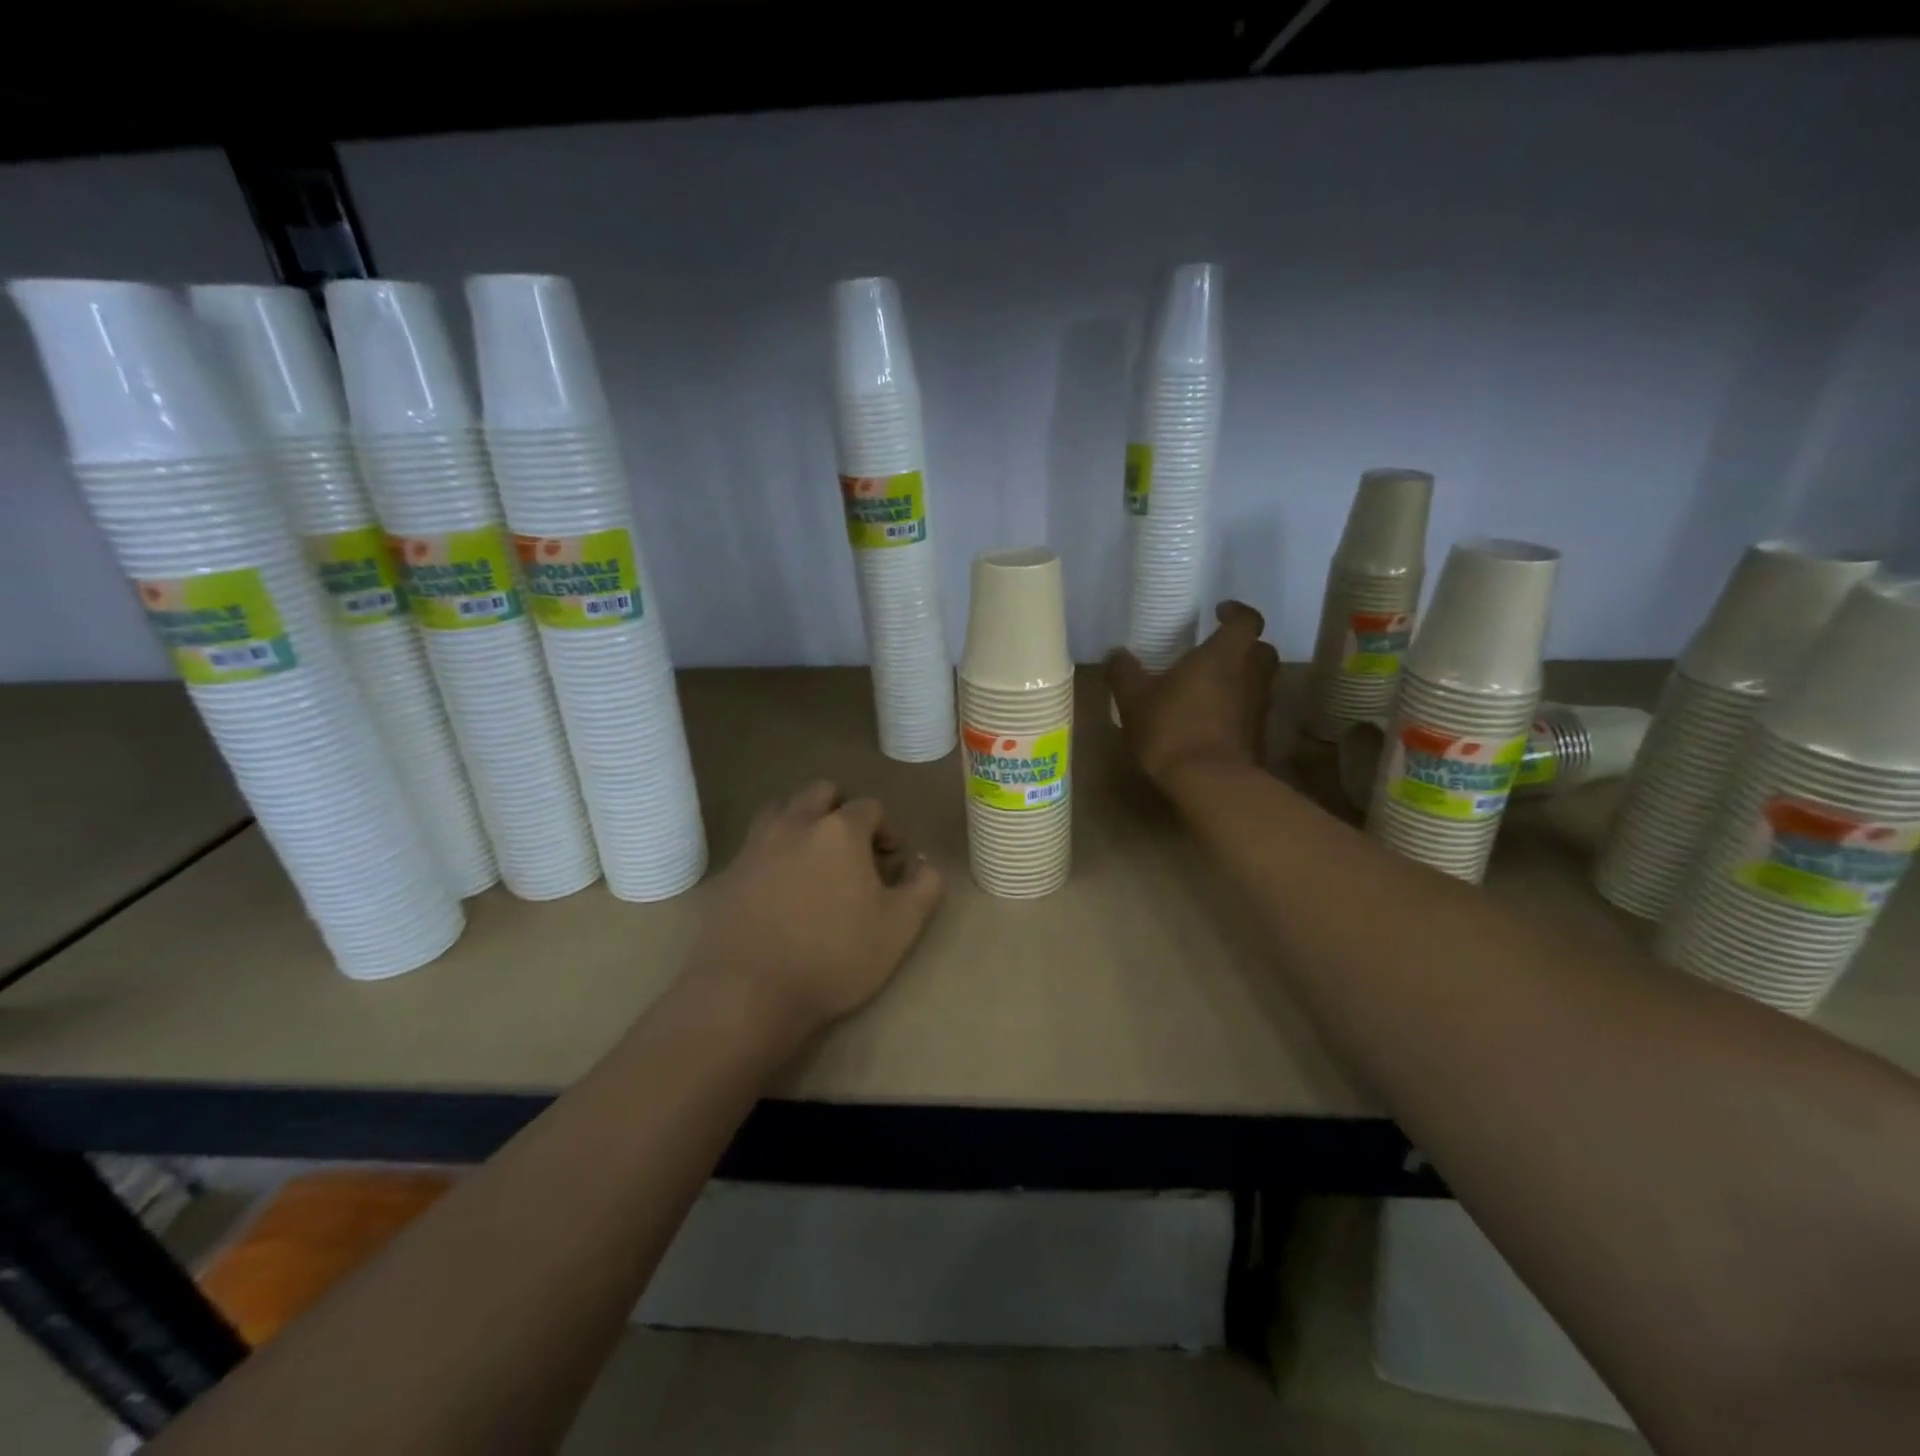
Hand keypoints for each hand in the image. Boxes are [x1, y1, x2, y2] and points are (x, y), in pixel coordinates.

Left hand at [679, 781, 944, 1047]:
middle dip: (842, 810)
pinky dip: (773, 852)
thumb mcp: (900, 928)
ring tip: (813, 857)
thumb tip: (924, 864)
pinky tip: (780, 888)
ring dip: (802, 820)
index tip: (892, 858)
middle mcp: (795, 824)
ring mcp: (756, 846)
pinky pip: (755, 845)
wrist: (748, 991)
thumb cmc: (834, 956)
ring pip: (781, 809)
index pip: (870, 807)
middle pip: (821, 792)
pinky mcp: (728, 872)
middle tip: (853, 848)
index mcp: (840, 830)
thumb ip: (924, 887)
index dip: (887, 828)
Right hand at [1106, 601, 1278, 794]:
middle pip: (1260, 649)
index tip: (1220, 612)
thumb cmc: (1173, 728)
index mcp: (1224, 654)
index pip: (1247, 619)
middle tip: (1215, 651)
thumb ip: (1124, 672)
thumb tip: (1116, 654)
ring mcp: (1259, 707)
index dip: (1236, 612)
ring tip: (1208, 687)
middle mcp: (1251, 674)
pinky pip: (1250, 711)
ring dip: (1239, 679)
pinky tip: (1210, 719)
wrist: (1211, 783)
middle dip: (1242, 647)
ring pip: (1258, 681)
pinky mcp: (1259, 736)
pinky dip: (1236, 709)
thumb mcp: (1134, 699)